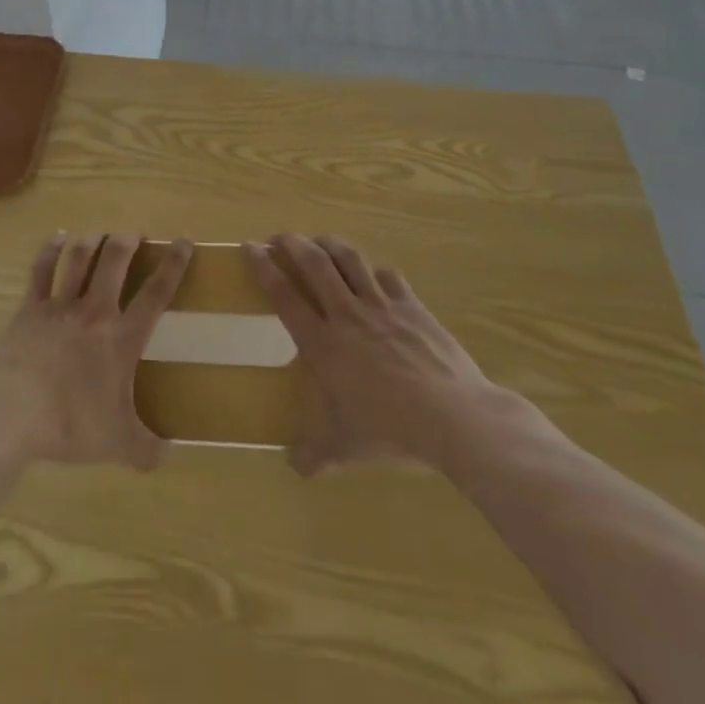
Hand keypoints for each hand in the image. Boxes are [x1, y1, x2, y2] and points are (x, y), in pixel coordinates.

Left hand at [0, 233, 191, 471]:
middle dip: (127, 241)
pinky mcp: (29, 308)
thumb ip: (147, 449)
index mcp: (122, 338)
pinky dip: (51, 250)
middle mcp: (94, 311)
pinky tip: (58, 239)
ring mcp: (59, 305)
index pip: (156, 293)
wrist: (11, 413)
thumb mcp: (117, 445)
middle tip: (133, 235)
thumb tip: (170, 454)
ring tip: (100, 234)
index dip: (174, 265)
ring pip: (79, 258)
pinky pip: (42, 269)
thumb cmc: (69, 424)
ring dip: (92, 241)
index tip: (184, 241)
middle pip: (114, 260)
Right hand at [244, 234, 497, 475]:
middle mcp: (348, 315)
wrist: (454, 418)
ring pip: (350, 260)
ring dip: (330, 244)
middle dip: (293, 243)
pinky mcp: (413, 306)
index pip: (285, 296)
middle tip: (280, 238)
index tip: (250, 247)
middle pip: (315, 264)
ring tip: (320, 241)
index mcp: (324, 344)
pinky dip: (376, 271)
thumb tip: (294, 466)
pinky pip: (389, 276)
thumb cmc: (392, 431)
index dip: (264, 268)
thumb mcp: (347, 449)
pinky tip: (375, 276)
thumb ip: (316, 454)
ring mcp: (382, 306)